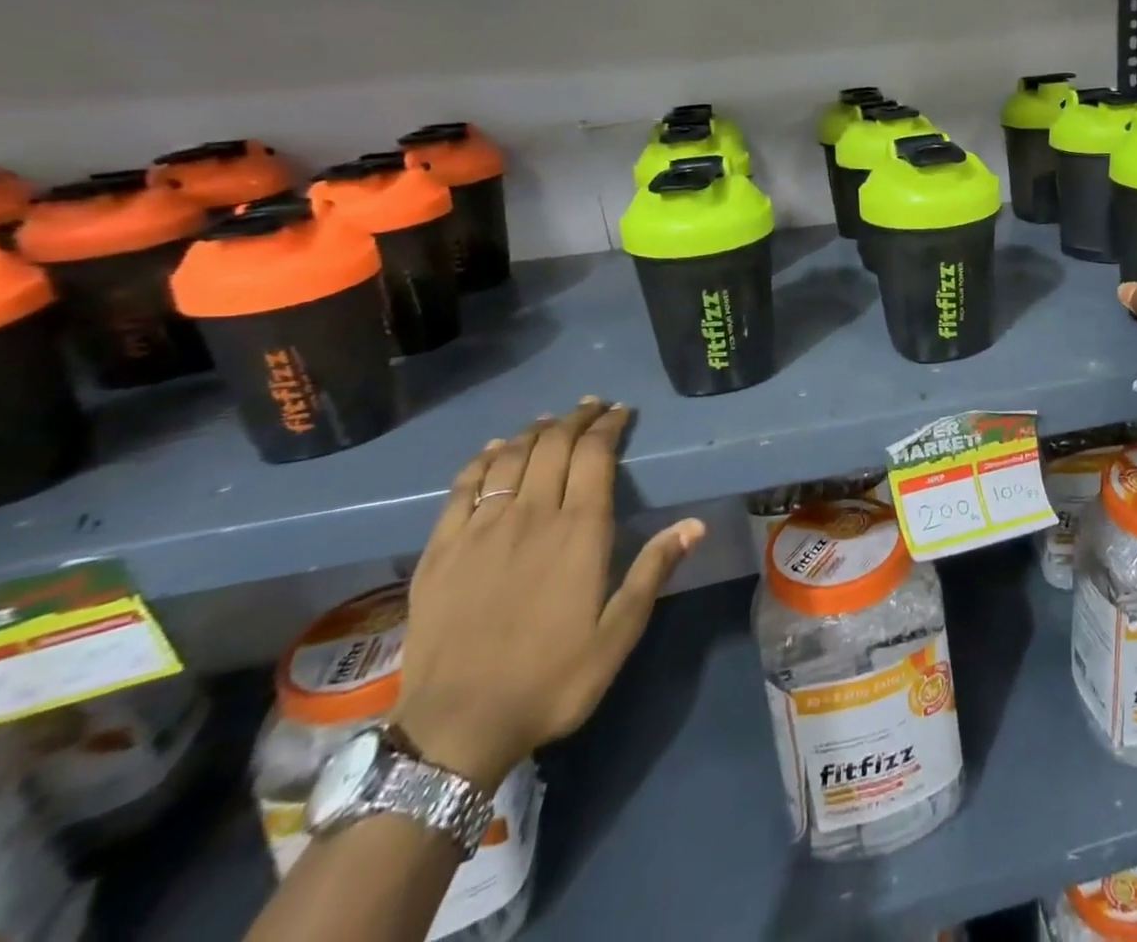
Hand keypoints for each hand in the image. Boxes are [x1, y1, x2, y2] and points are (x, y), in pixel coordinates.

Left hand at [391, 398, 704, 788]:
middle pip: (554, 445)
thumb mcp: (617, 635)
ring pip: (510, 458)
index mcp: (579, 531)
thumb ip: (653, 571)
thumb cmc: (551, 680)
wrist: (456, 728)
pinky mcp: (442, 548)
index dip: (608, 426)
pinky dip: (483, 459)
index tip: (619, 412)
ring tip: (549, 421)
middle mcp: (531, 515)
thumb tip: (695, 523)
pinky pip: (463, 486)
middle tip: (590, 407)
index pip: (595, 455)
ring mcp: (481, 528)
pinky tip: (494, 451)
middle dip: (576, 419)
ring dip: (534, 432)